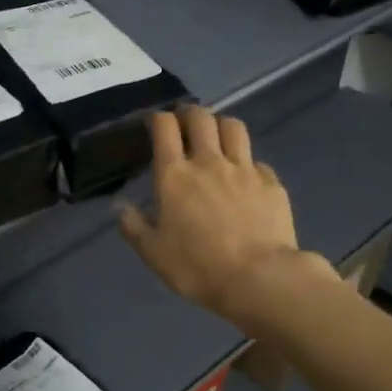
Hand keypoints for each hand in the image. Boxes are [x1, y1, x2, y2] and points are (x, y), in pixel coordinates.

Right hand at [118, 106, 336, 330]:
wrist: (258, 278)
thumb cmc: (197, 267)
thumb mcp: (154, 253)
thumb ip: (134, 227)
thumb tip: (120, 207)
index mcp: (174, 175)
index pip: (164, 128)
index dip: (158, 119)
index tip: (155, 124)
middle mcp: (209, 162)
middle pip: (200, 118)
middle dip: (189, 113)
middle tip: (185, 122)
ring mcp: (244, 169)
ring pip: (234, 127)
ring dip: (221, 125)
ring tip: (217, 136)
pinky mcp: (271, 183)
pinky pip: (257, 161)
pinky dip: (248, 163)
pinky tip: (246, 178)